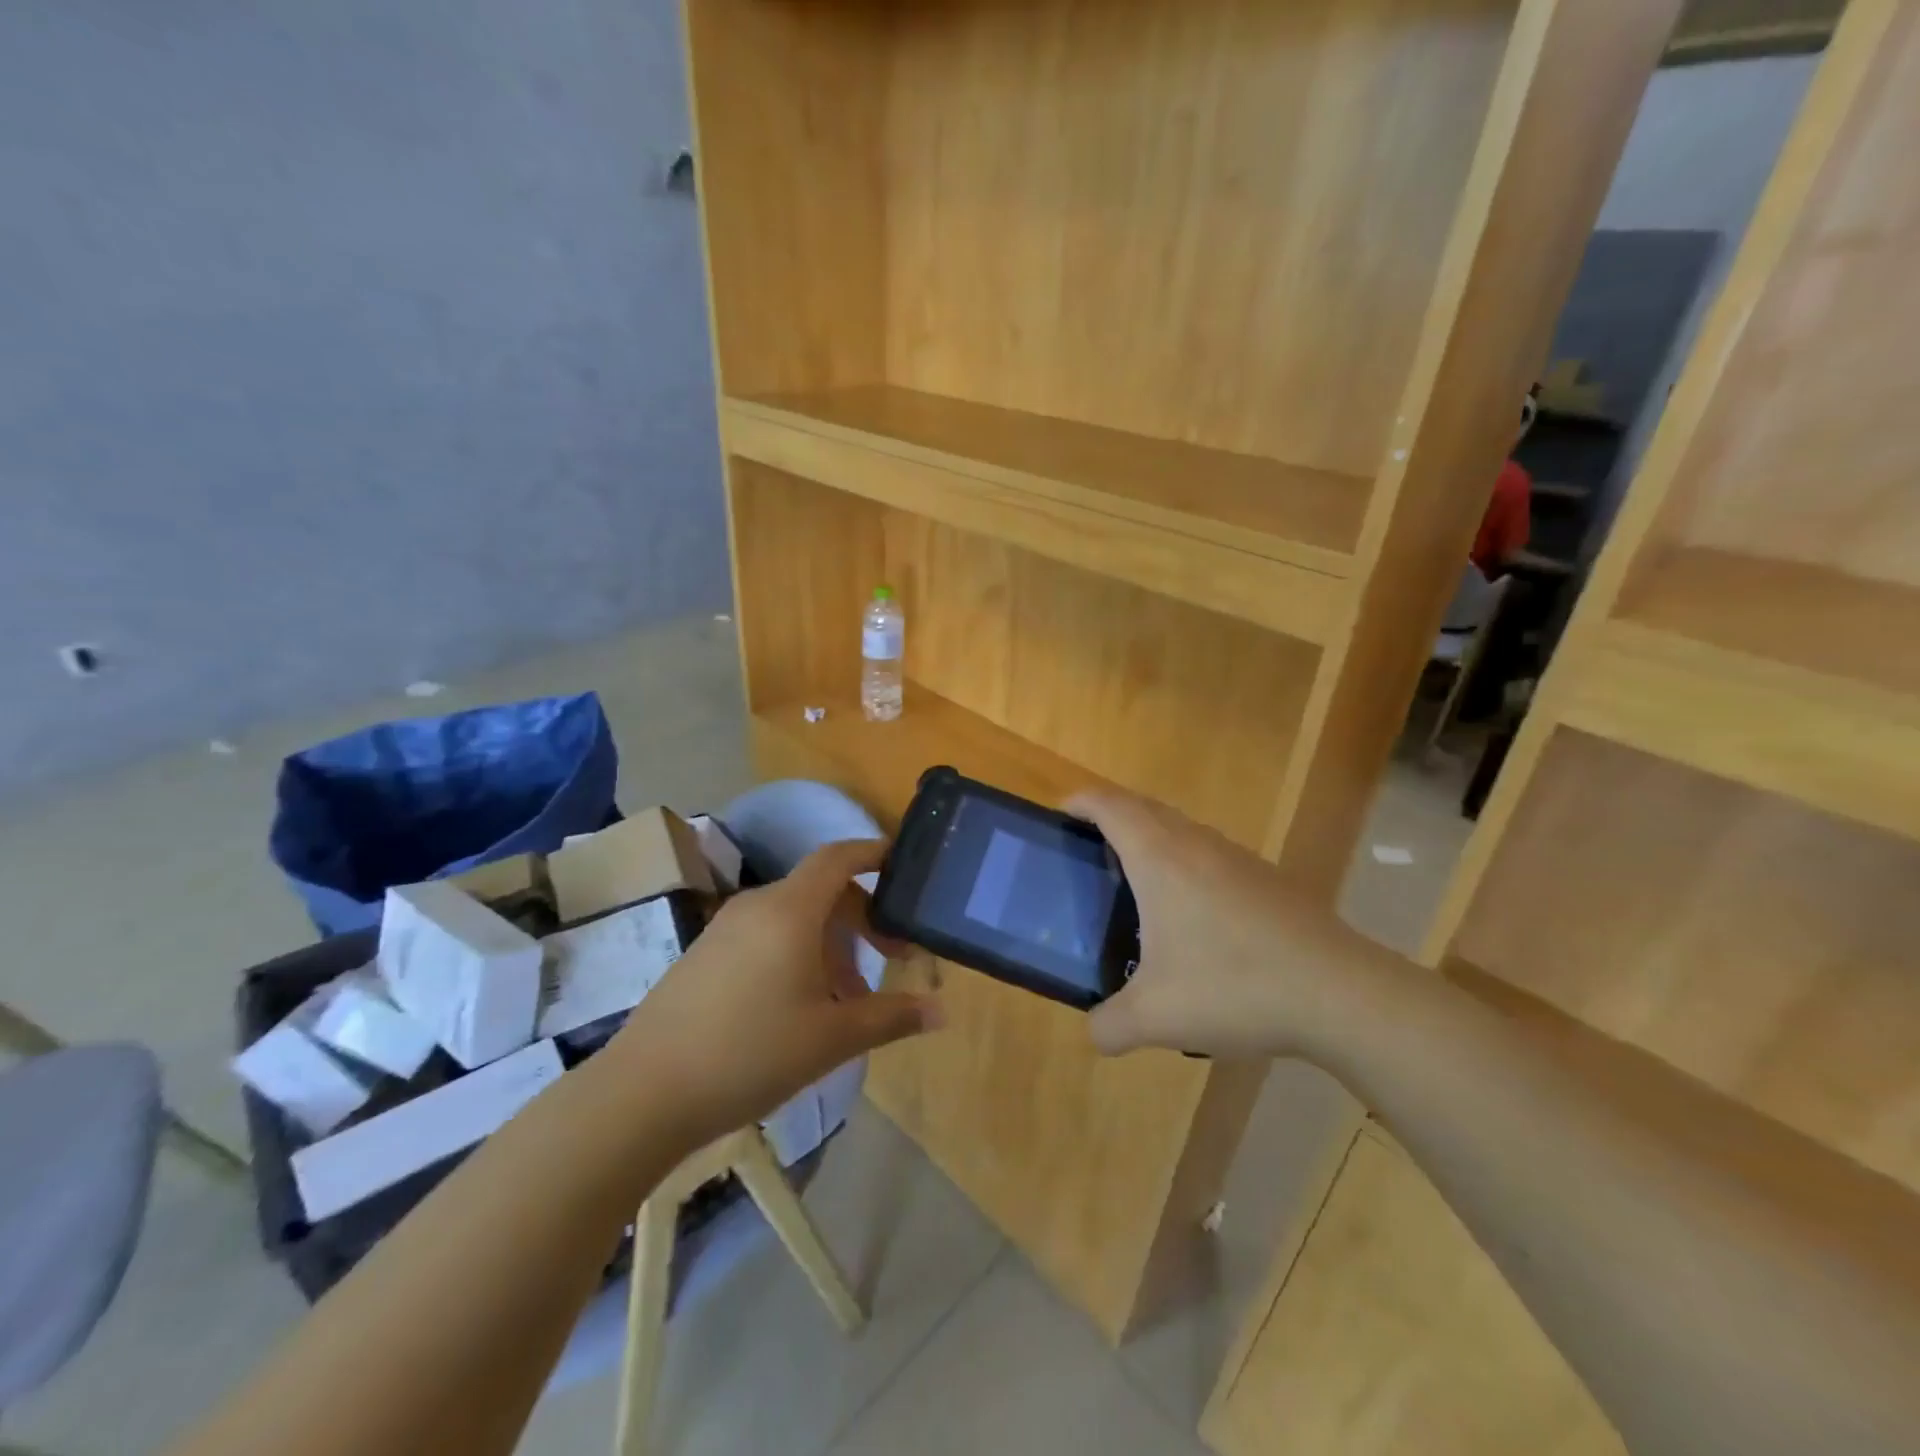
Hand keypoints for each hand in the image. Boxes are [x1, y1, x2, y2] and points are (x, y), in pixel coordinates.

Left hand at [610, 840, 940, 1148]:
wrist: (642, 1094)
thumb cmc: (750, 1054)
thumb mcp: (832, 1039)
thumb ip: (891, 1017)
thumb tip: (941, 1013)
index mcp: (790, 910)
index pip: (838, 857)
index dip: (873, 853)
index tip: (902, 866)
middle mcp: (757, 906)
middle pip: (822, 890)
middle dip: (862, 919)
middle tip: (890, 959)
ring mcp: (724, 929)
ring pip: (794, 917)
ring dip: (830, 944)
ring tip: (847, 999)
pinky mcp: (704, 954)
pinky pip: (765, 936)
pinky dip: (796, 954)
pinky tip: (799, 1007)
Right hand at [1066, 788, 1364, 1059]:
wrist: (1339, 993)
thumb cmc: (1235, 987)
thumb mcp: (1155, 1017)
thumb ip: (1109, 1025)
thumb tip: (1096, 1032)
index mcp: (1160, 859)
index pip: (1110, 806)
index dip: (1081, 802)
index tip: (1060, 815)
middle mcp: (1196, 844)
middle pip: (1144, 807)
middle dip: (1111, 816)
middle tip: (1089, 851)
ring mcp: (1237, 858)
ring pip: (1182, 829)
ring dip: (1152, 838)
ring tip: (1137, 884)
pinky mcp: (1268, 878)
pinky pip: (1211, 854)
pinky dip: (1186, 863)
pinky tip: (1194, 918)